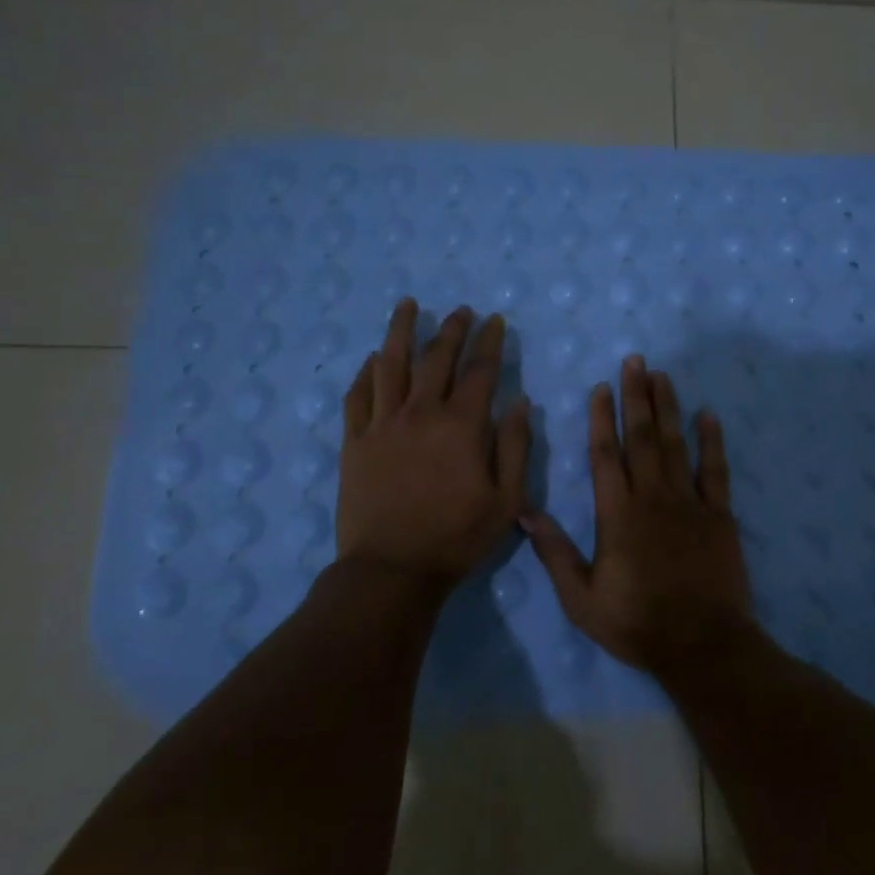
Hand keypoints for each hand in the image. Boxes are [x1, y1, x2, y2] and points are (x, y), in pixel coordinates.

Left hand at [338, 299, 531, 590]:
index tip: (495, 320)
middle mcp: (420, 413)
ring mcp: (382, 424)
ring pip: (391, 364)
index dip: (490, 342)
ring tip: (408, 305)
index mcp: (461, 426)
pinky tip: (372, 359)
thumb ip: (515, 447)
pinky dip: (366, 373)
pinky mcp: (355, 442)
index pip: (480, 371)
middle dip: (452, 329)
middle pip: (436, 358)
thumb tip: (519, 402)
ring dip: (401, 331)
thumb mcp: (507, 501)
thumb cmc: (456, 538)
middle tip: (460, 310)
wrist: (392, 570)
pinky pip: (357, 396)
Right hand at [523, 355, 753, 675]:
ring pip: (675, 445)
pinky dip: (712, 441)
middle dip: (636, 397)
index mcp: (617, 515)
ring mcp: (689, 503)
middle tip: (635, 362)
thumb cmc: (637, 622)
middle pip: (641, 438)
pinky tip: (708, 416)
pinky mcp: (719, 515)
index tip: (600, 387)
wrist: (702, 644)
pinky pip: (715, 470)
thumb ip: (555, 553)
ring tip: (662, 375)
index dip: (601, 419)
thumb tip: (525, 513)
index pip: (605, 456)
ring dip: (668, 408)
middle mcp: (652, 498)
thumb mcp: (582, 598)